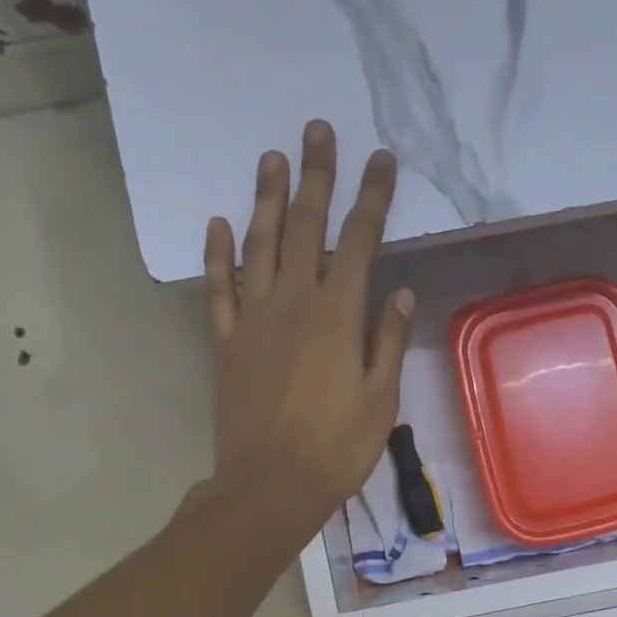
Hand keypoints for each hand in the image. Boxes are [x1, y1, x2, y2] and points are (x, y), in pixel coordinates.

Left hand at [203, 120, 413, 531]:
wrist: (270, 485)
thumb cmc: (336, 449)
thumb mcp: (380, 401)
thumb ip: (387, 342)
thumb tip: (397, 292)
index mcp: (337, 316)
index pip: (359, 242)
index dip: (371, 198)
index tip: (381, 160)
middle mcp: (292, 303)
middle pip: (304, 227)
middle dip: (315, 177)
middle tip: (317, 130)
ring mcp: (254, 320)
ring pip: (259, 245)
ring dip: (266, 199)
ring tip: (272, 157)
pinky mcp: (227, 343)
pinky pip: (220, 288)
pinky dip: (219, 254)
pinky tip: (219, 224)